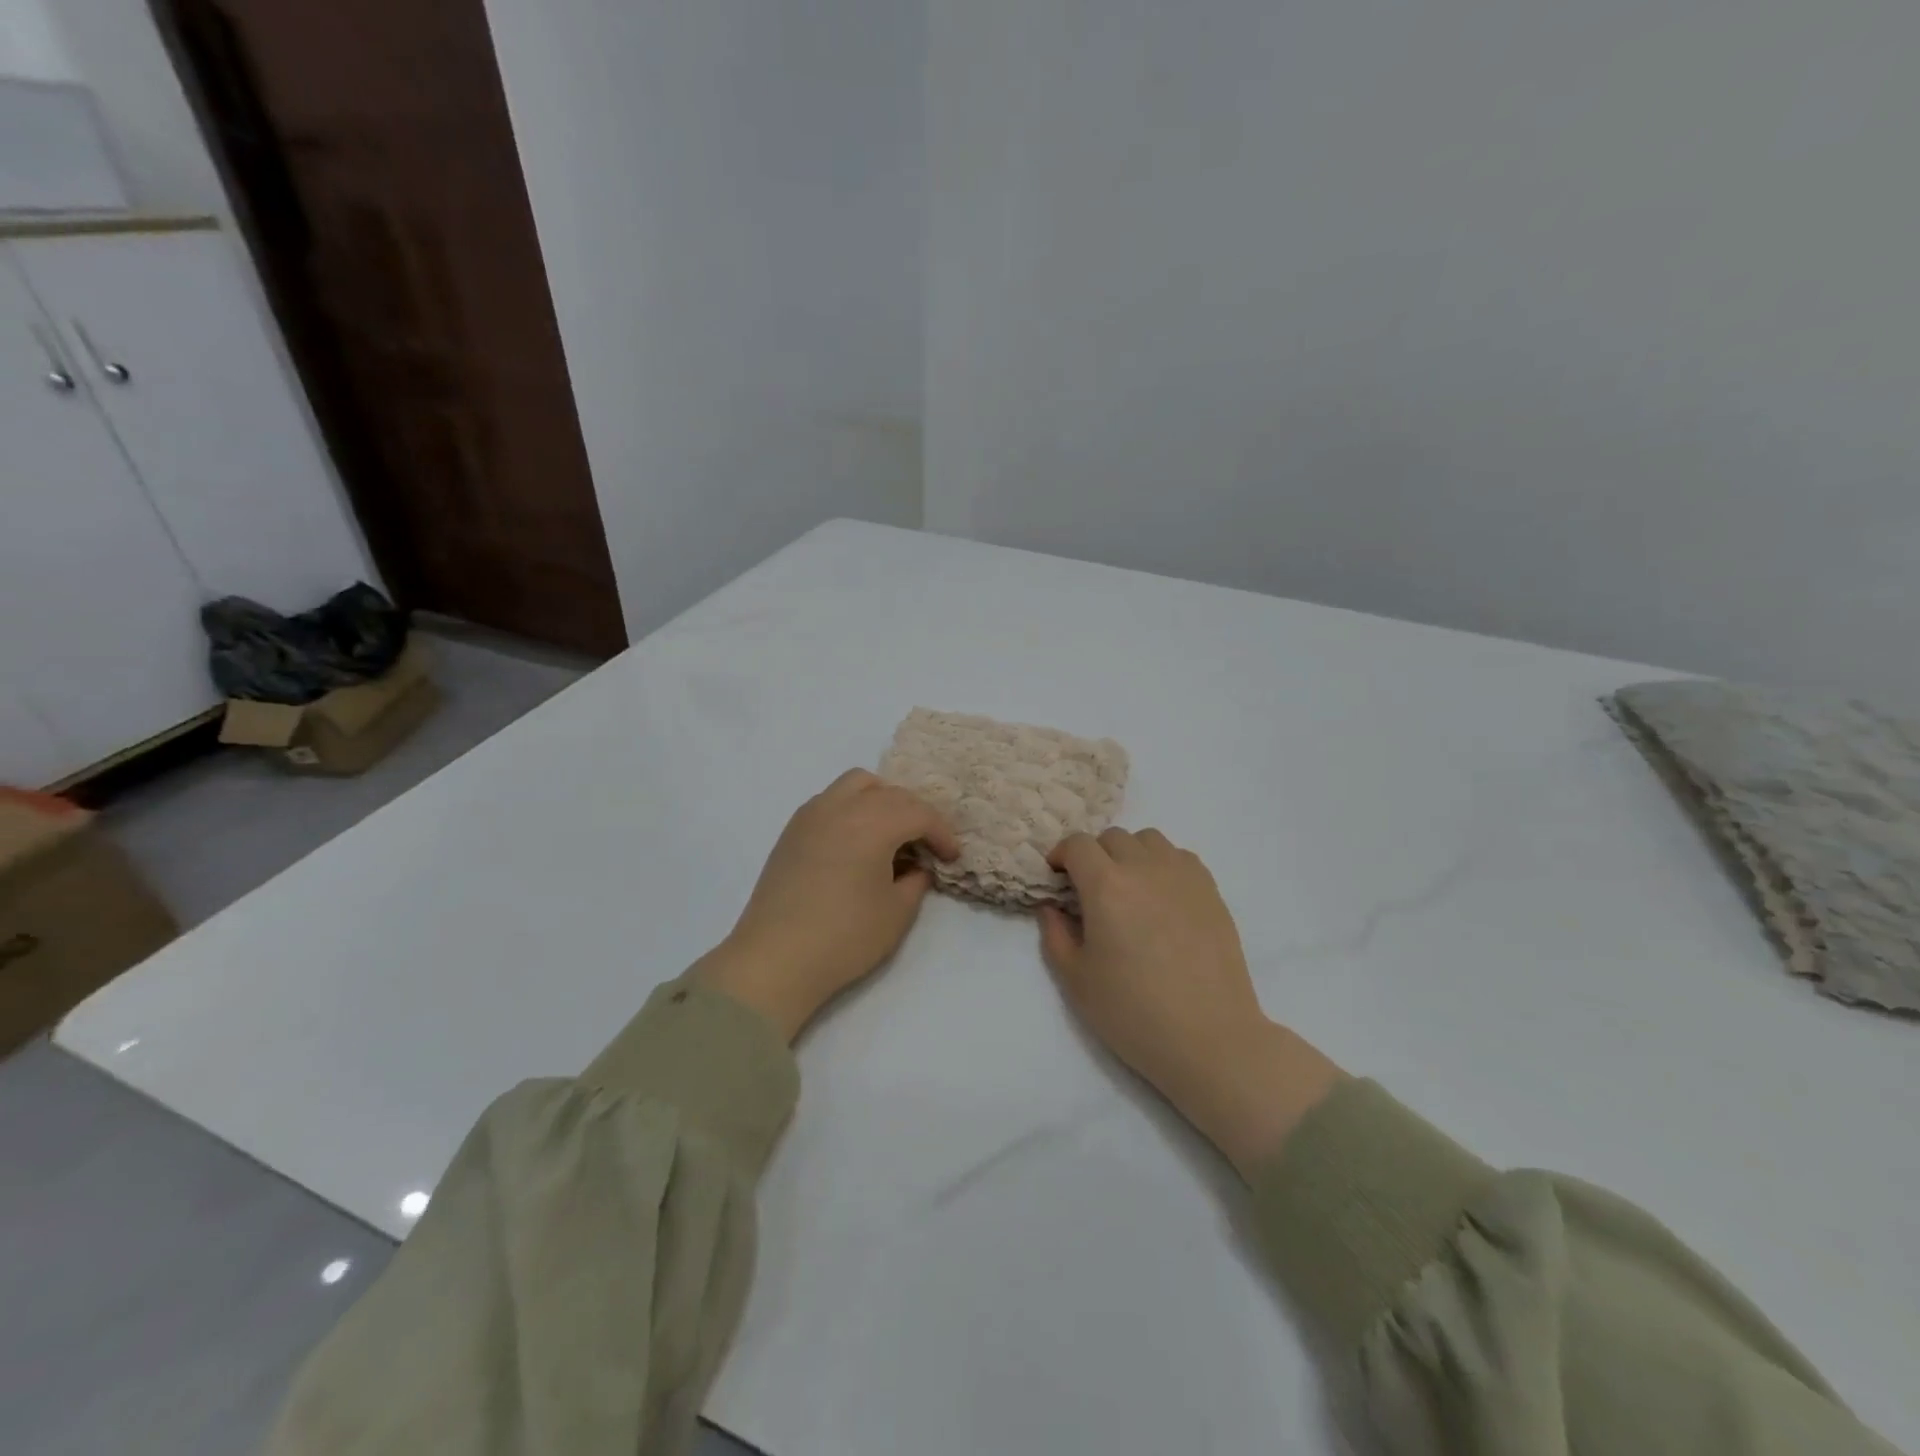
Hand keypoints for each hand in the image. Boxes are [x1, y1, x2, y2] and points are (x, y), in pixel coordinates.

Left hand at [695, 770, 959, 1041]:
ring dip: (882, 800)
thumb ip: (916, 880)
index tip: (951, 856)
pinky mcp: (792, 830)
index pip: (919, 812)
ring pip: (856, 785)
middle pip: (890, 793)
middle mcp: (841, 806)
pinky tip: (856, 842)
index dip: (942, 832)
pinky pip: (831, 800)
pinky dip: (853, 808)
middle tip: (925, 846)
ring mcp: (811, 814)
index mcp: (872, 823)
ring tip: (890, 834)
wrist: (775, 959)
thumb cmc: (844, 937)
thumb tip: (916, 866)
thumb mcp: (897, 913)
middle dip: (915, 814)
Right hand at [1040, 829, 1343, 1177]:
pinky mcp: (1211, 890)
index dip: (1061, 856)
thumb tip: (1051, 906)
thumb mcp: (1076, 979)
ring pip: (1149, 840)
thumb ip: (1055, 934)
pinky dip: (1163, 865)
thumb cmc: (1133, 1013)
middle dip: (1094, 856)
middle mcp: (1144, 868)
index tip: (1057, 879)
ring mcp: (1183, 876)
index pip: (1077, 845)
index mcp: (1106, 886)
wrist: (1209, 1038)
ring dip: (1130, 854)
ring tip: (1129, 889)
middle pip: (1112, 837)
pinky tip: (1162, 899)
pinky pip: (1181, 857)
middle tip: (1091, 891)